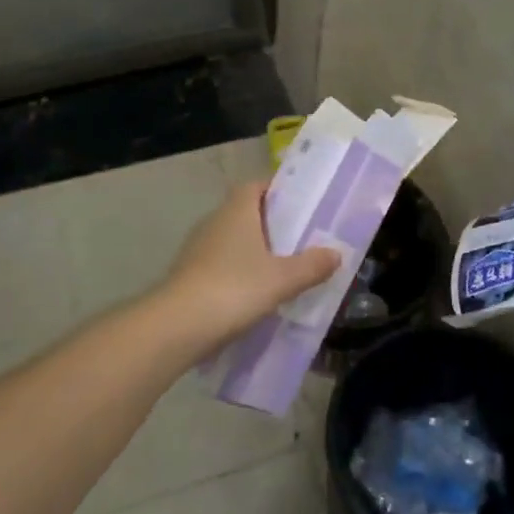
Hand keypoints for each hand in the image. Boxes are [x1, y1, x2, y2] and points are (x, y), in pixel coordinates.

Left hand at [150, 182, 339, 346]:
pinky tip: (256, 294)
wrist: (177, 327)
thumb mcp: (282, 279)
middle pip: (246, 212)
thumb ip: (311, 265)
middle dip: (272, 223)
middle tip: (301, 239)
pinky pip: (221, 264)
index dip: (278, 190)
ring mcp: (198, 248)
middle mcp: (215, 221)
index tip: (302, 204)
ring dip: (255, 250)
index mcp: (238, 210)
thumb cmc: (234, 289)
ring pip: (233, 240)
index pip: (257, 186)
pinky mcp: (189, 274)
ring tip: (284, 268)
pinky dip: (239, 272)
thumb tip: (336, 253)